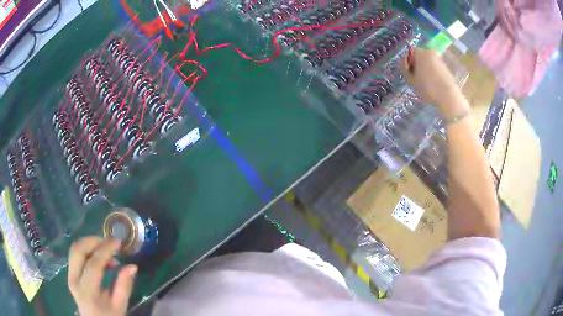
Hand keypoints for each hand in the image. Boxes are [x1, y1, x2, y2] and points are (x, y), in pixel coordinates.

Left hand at [68, 237, 136, 315]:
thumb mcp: (120, 306)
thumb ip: (124, 286)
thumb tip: (132, 266)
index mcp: (88, 291)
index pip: (94, 264)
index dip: (106, 250)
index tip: (118, 242)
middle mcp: (74, 279)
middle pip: (78, 250)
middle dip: (94, 241)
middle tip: (109, 241)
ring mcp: (70, 275)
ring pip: (75, 249)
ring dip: (89, 243)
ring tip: (105, 248)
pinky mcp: (70, 273)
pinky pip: (75, 254)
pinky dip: (87, 249)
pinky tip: (99, 255)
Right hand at [401, 48, 468, 118]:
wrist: (449, 98)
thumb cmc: (428, 88)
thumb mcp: (411, 81)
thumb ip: (405, 70)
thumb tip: (404, 64)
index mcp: (420, 52)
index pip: (409, 54)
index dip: (407, 64)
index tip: (408, 74)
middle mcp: (430, 52)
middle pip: (420, 57)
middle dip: (417, 66)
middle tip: (416, 79)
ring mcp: (440, 60)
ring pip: (428, 63)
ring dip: (425, 70)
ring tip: (425, 83)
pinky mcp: (446, 68)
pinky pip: (436, 69)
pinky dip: (433, 74)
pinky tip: (433, 85)